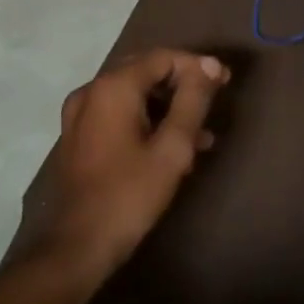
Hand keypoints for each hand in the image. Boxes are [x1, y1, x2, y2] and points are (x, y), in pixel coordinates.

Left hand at [30, 49, 229, 278]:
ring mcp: (80, 114)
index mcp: (113, 87)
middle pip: (146, 71)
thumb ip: (193, 101)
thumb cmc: (131, 194)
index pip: (163, 58)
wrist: (80, 245)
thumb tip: (208, 65)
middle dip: (183, 84)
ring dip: (168, 106)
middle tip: (215, 98)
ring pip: (134, 94)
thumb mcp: (173, 147)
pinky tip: (173, 146)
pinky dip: (147, 120)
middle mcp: (92, 91)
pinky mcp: (78, 136)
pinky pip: (119, 113)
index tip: (225, 82)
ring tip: (201, 134)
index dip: (197, 66)